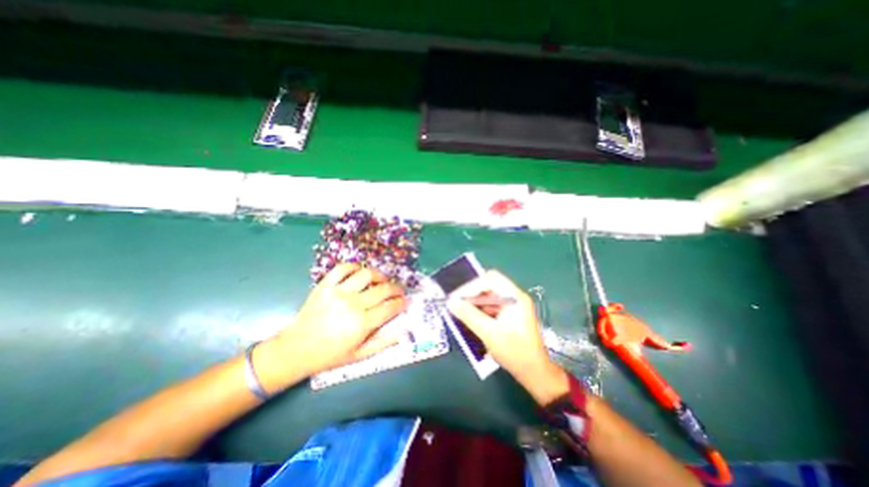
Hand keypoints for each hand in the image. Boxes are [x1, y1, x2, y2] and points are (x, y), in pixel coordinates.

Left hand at [255, 264, 408, 386]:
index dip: (402, 303)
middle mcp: (353, 304)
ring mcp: (338, 292)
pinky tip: (360, 272)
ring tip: (382, 280)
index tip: (406, 301)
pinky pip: (343, 268)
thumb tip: (402, 329)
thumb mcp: (359, 355)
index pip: (390, 307)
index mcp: (362, 324)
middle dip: (396, 289)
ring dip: (379, 275)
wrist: (295, 349)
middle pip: (383, 289)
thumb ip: (383, 342)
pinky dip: (355, 266)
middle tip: (399, 291)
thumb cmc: (329, 355)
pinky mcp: (325, 285)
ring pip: (366, 274)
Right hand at [448, 273, 571, 405]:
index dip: (471, 285)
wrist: (535, 372)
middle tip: (457, 302)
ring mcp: (514, 305)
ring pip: (490, 295)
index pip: (490, 279)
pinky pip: (493, 304)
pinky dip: (481, 308)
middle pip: (490, 284)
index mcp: (514, 297)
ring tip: (461, 310)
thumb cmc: (514, 351)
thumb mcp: (488, 333)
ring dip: (476, 300)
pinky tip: (472, 317)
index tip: (456, 297)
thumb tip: (451, 302)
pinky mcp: (512, 314)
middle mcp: (515, 296)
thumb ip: (469, 315)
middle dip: (472, 292)